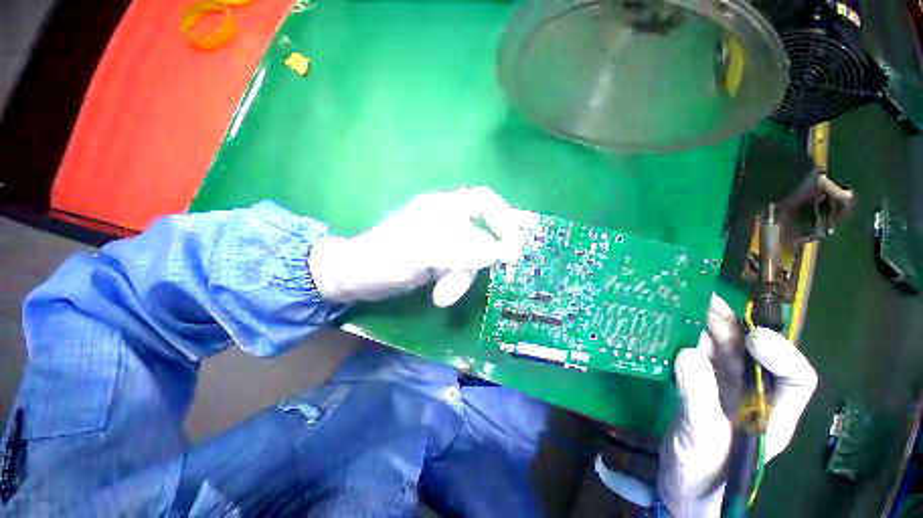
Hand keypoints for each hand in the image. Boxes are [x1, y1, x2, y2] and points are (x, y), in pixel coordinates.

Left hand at [309, 187, 519, 306]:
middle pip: (483, 234)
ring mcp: (445, 242)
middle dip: (477, 262)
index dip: (504, 218)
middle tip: (474, 279)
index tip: (513, 246)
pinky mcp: (440, 260)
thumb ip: (460, 249)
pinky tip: (441, 295)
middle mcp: (448, 220)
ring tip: (444, 295)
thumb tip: (498, 252)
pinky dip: (455, 283)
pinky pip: (461, 269)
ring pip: (472, 257)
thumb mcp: (422, 251)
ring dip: (462, 278)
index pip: (485, 201)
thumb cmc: (384, 258)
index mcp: (444, 207)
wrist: (357, 277)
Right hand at [658, 295, 817, 516]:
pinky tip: (668, 328)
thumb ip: (698, 398)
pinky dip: (683, 339)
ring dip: (703, 325)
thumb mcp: (702, 440)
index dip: (782, 352)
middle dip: (732, 325)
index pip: (796, 377)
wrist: (681, 485)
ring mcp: (724, 388)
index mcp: (773, 414)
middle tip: (703, 300)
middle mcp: (754, 394)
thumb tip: (687, 353)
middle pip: (750, 352)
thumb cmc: (702, 473)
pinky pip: (695, 355)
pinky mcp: (699, 384)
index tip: (753, 337)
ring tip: (682, 304)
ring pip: (720, 348)